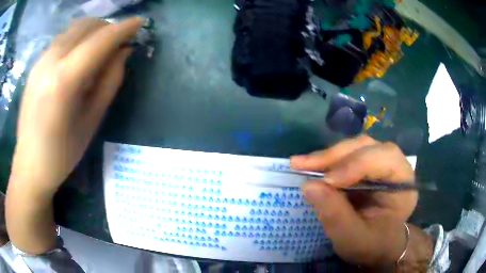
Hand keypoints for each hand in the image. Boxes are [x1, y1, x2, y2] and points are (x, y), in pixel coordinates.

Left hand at [10, 17, 143, 193]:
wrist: (29, 165)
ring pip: (74, 28)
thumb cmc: (62, 154)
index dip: (123, 28)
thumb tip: (124, 52)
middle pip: (87, 26)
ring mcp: (40, 60)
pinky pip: (62, 38)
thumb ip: (110, 81)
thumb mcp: (91, 121)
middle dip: (108, 27)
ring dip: (93, 31)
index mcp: (64, 80)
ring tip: (100, 49)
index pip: (100, 40)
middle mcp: (50, 61)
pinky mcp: (36, 64)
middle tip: (119, 42)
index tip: (140, 23)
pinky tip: (79, 56)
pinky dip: (78, 39)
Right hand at [291, 135, 418, 267]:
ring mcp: (381, 163)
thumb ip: (336, 215)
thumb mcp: (353, 239)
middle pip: (367, 147)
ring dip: (328, 155)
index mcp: (403, 184)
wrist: (376, 246)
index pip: (384, 159)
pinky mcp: (367, 165)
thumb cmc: (371, 245)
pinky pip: (347, 155)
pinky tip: (312, 166)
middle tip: (303, 165)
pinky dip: (328, 160)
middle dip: (336, 156)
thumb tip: (309, 186)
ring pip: (355, 147)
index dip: (354, 165)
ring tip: (303, 164)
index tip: (325, 182)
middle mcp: (395, 165)